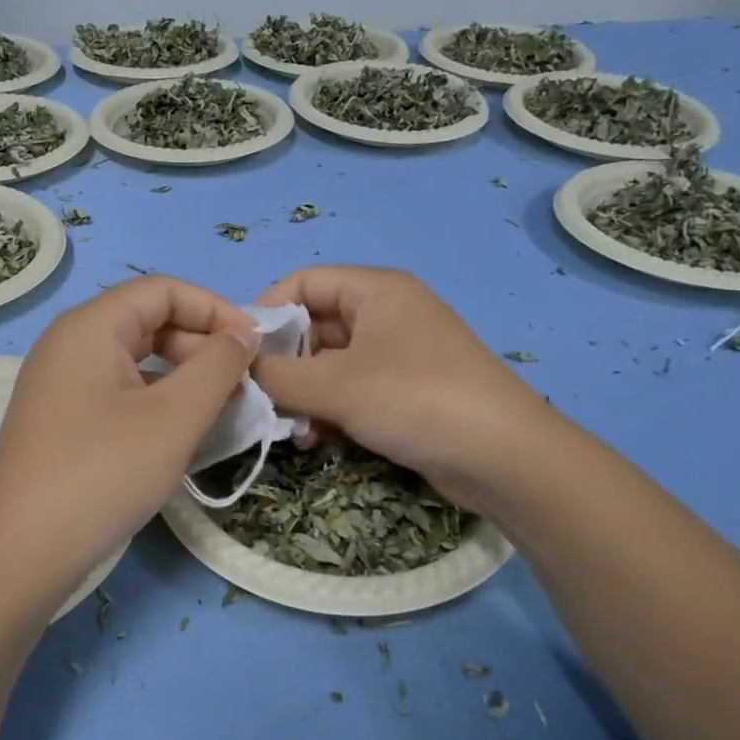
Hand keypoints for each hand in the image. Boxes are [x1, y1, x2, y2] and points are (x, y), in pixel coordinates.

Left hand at [0, 277, 258, 604]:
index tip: (255, 346)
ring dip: (183, 377)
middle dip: (201, 345)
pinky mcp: (62, 423)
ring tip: (220, 411)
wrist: (20, 553)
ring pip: (135, 362)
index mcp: (90, 327)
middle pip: (148, 322)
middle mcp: (70, 345)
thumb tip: (242, 334)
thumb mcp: (174, 416)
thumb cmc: (103, 471)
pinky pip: (120, 394)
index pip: (162, 290)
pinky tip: (181, 435)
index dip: (215, 309)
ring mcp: (61, 386)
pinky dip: (157, 403)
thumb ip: (217, 366)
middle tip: (241, 384)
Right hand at [250, 266, 550, 510]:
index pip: (304, 282)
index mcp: (376, 291)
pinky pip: (352, 391)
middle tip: (258, 398)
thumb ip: (276, 376)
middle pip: (315, 325)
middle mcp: (387, 315)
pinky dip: (329, 411)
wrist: (502, 457)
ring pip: (331, 364)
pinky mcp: (406, 393)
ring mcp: (399, 356)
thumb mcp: (335, 386)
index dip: (267, 311)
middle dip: (284, 362)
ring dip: (304, 393)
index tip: (238, 352)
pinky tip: (316, 441)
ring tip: (289, 428)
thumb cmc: (415, 399)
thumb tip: (237, 372)